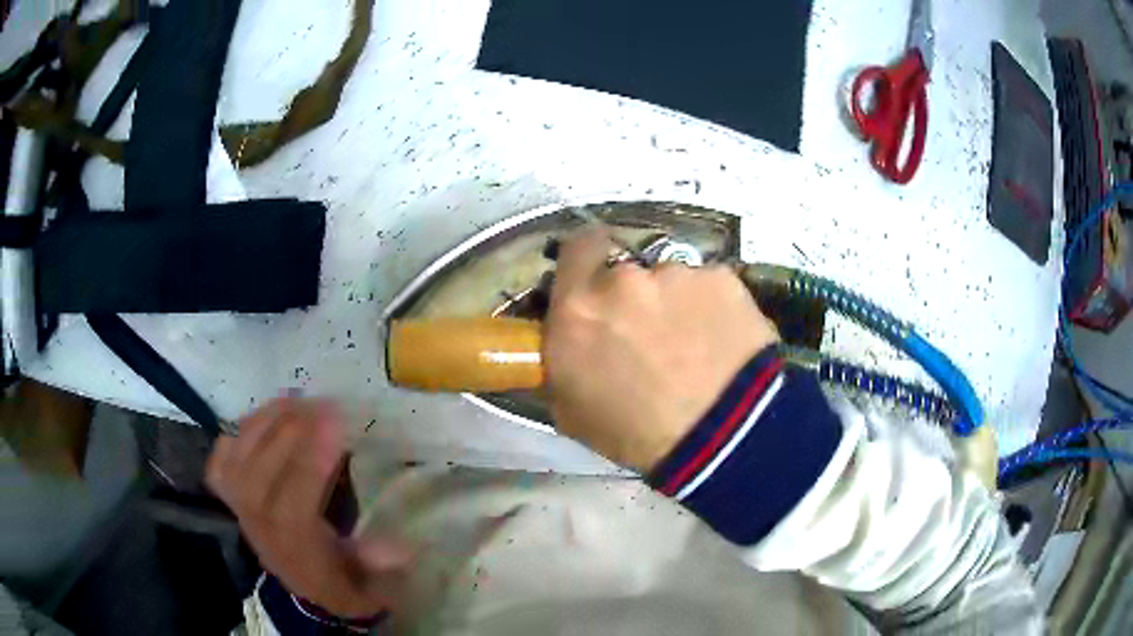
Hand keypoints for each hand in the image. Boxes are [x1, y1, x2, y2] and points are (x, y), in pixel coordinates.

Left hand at [206, 399, 411, 617]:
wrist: (312, 594)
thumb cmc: (348, 584)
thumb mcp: (375, 586)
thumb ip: (383, 569)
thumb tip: (399, 547)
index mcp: (295, 553)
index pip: (292, 507)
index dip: (311, 464)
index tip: (338, 426)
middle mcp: (259, 529)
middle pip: (260, 474)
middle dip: (291, 431)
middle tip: (325, 405)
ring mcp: (240, 509)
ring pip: (239, 459)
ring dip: (266, 422)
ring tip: (298, 400)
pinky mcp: (232, 496)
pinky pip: (223, 456)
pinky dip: (240, 431)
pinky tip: (266, 416)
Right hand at [543, 229, 779, 470]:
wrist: (721, 437)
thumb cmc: (638, 435)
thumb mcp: (572, 412)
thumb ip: (561, 363)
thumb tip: (567, 346)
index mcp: (577, 310)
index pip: (573, 252)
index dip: (584, 262)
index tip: (595, 282)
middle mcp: (621, 280)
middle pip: (622, 272)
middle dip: (630, 297)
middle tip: (649, 334)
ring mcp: (674, 275)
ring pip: (668, 281)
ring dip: (673, 304)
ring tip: (695, 346)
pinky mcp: (719, 278)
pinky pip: (707, 287)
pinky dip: (710, 308)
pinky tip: (722, 342)